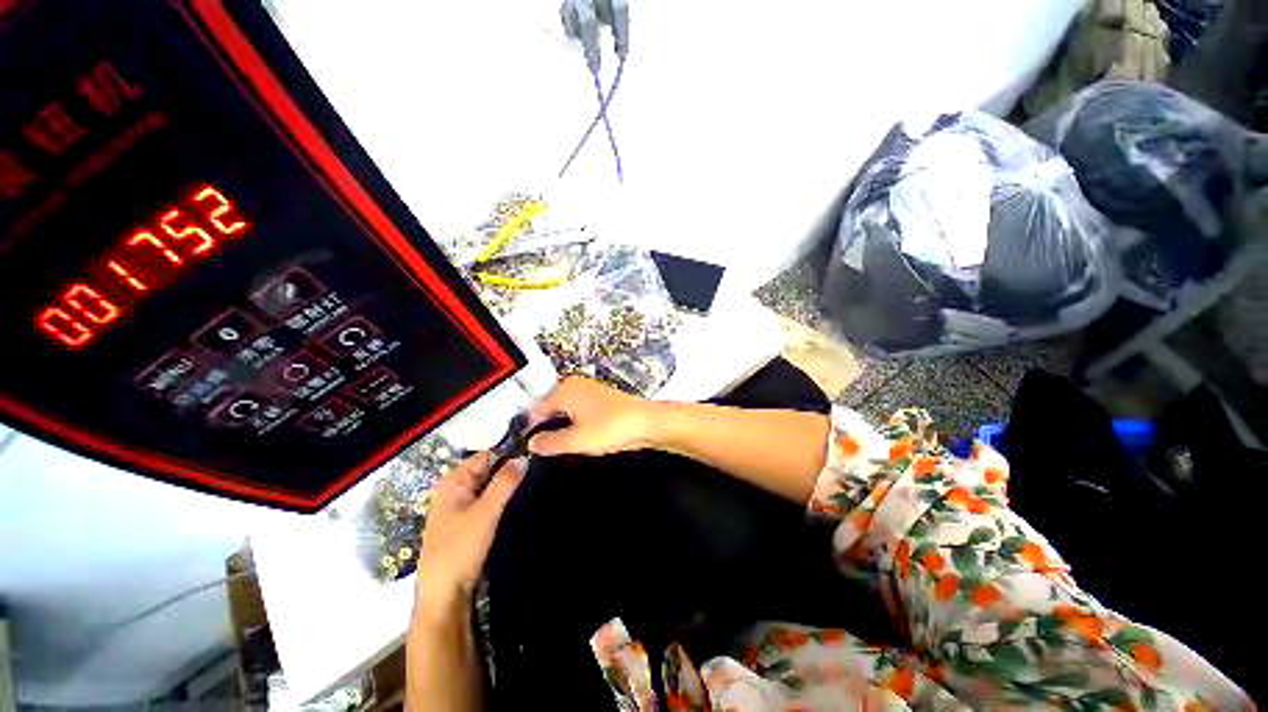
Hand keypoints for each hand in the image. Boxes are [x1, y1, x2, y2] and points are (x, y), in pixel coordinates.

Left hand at [416, 453, 523, 607]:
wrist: (444, 595)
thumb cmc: (460, 549)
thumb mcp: (486, 512)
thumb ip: (505, 482)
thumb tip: (524, 457)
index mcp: (452, 481)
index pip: (486, 456)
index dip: (509, 456)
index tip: (534, 459)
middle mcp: (454, 490)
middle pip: (488, 471)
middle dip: (509, 473)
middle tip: (537, 475)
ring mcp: (459, 507)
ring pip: (490, 488)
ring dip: (507, 489)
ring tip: (533, 487)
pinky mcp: (467, 523)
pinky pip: (488, 503)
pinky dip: (502, 502)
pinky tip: (519, 505)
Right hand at [527, 377, 660, 456]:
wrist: (646, 422)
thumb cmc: (612, 427)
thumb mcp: (576, 441)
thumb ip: (549, 443)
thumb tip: (533, 444)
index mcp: (564, 390)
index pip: (536, 409)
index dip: (533, 429)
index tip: (533, 446)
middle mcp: (575, 384)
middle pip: (550, 406)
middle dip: (549, 426)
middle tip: (552, 447)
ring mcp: (589, 388)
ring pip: (566, 408)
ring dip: (564, 424)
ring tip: (570, 443)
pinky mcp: (601, 396)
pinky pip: (580, 408)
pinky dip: (578, 421)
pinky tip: (585, 435)